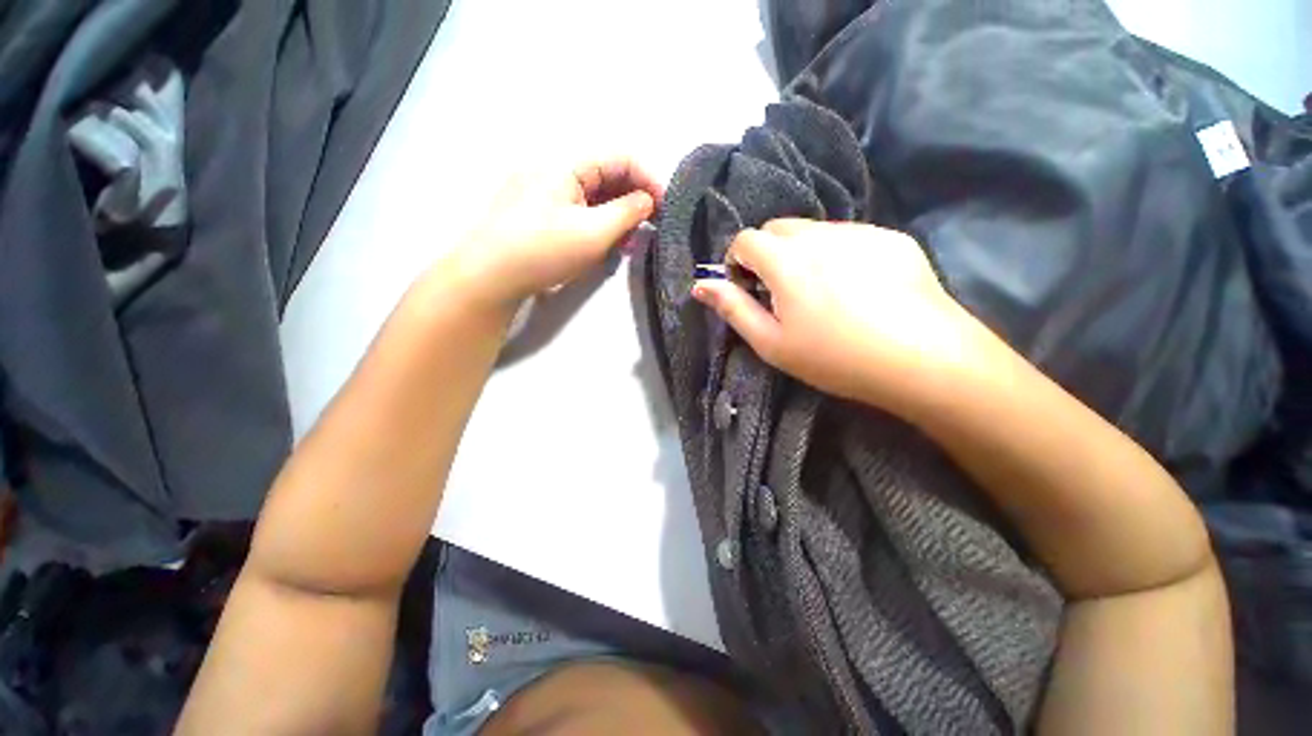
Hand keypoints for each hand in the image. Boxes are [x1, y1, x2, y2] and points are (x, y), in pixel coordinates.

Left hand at [435, 156, 662, 316]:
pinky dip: (596, 223)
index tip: (664, 208)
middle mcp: (553, 169)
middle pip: (606, 175)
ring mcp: (542, 191)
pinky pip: (577, 209)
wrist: (488, 277)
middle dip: (632, 199)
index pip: (620, 157)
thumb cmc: (542, 251)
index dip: (648, 179)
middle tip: (648, 228)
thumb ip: (627, 212)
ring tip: (627, 241)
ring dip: (615, 214)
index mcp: (565, 163)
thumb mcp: (593, 233)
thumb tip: (647, 200)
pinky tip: (604, 243)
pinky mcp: (537, 212)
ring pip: (592, 195)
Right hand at [692, 219, 983, 410]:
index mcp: (785, 260)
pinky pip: (849, 236)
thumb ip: (733, 309)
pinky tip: (857, 288)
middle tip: (781, 291)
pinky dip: (838, 254)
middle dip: (767, 253)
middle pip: (778, 227)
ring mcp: (860, 232)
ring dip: (802, 252)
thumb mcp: (772, 343)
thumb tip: (700, 285)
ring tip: (821, 292)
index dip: (737, 262)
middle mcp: (819, 235)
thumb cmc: (834, 357)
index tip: (747, 288)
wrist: (923, 359)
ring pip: (814, 230)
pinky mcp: (892, 238)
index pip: (745, 239)